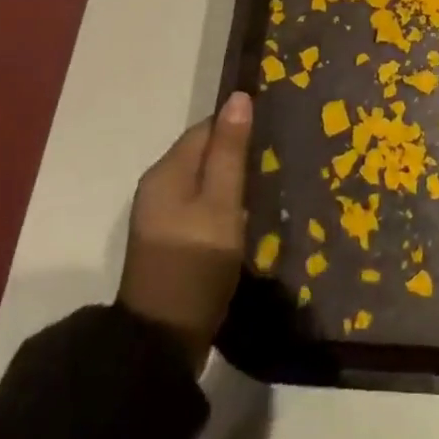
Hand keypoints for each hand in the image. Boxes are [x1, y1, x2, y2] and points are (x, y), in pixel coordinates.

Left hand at [117, 90, 253, 371]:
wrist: (161, 342)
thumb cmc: (195, 264)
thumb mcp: (221, 204)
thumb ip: (230, 151)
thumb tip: (238, 97)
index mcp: (166, 171)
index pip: (207, 128)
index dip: (239, 124)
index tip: (275, 130)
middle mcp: (158, 186)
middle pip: (203, 152)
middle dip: (238, 151)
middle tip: (280, 157)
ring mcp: (161, 216)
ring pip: (204, 180)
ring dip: (233, 179)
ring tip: (271, 181)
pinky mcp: (169, 240)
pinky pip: (200, 205)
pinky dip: (223, 203)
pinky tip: (248, 213)